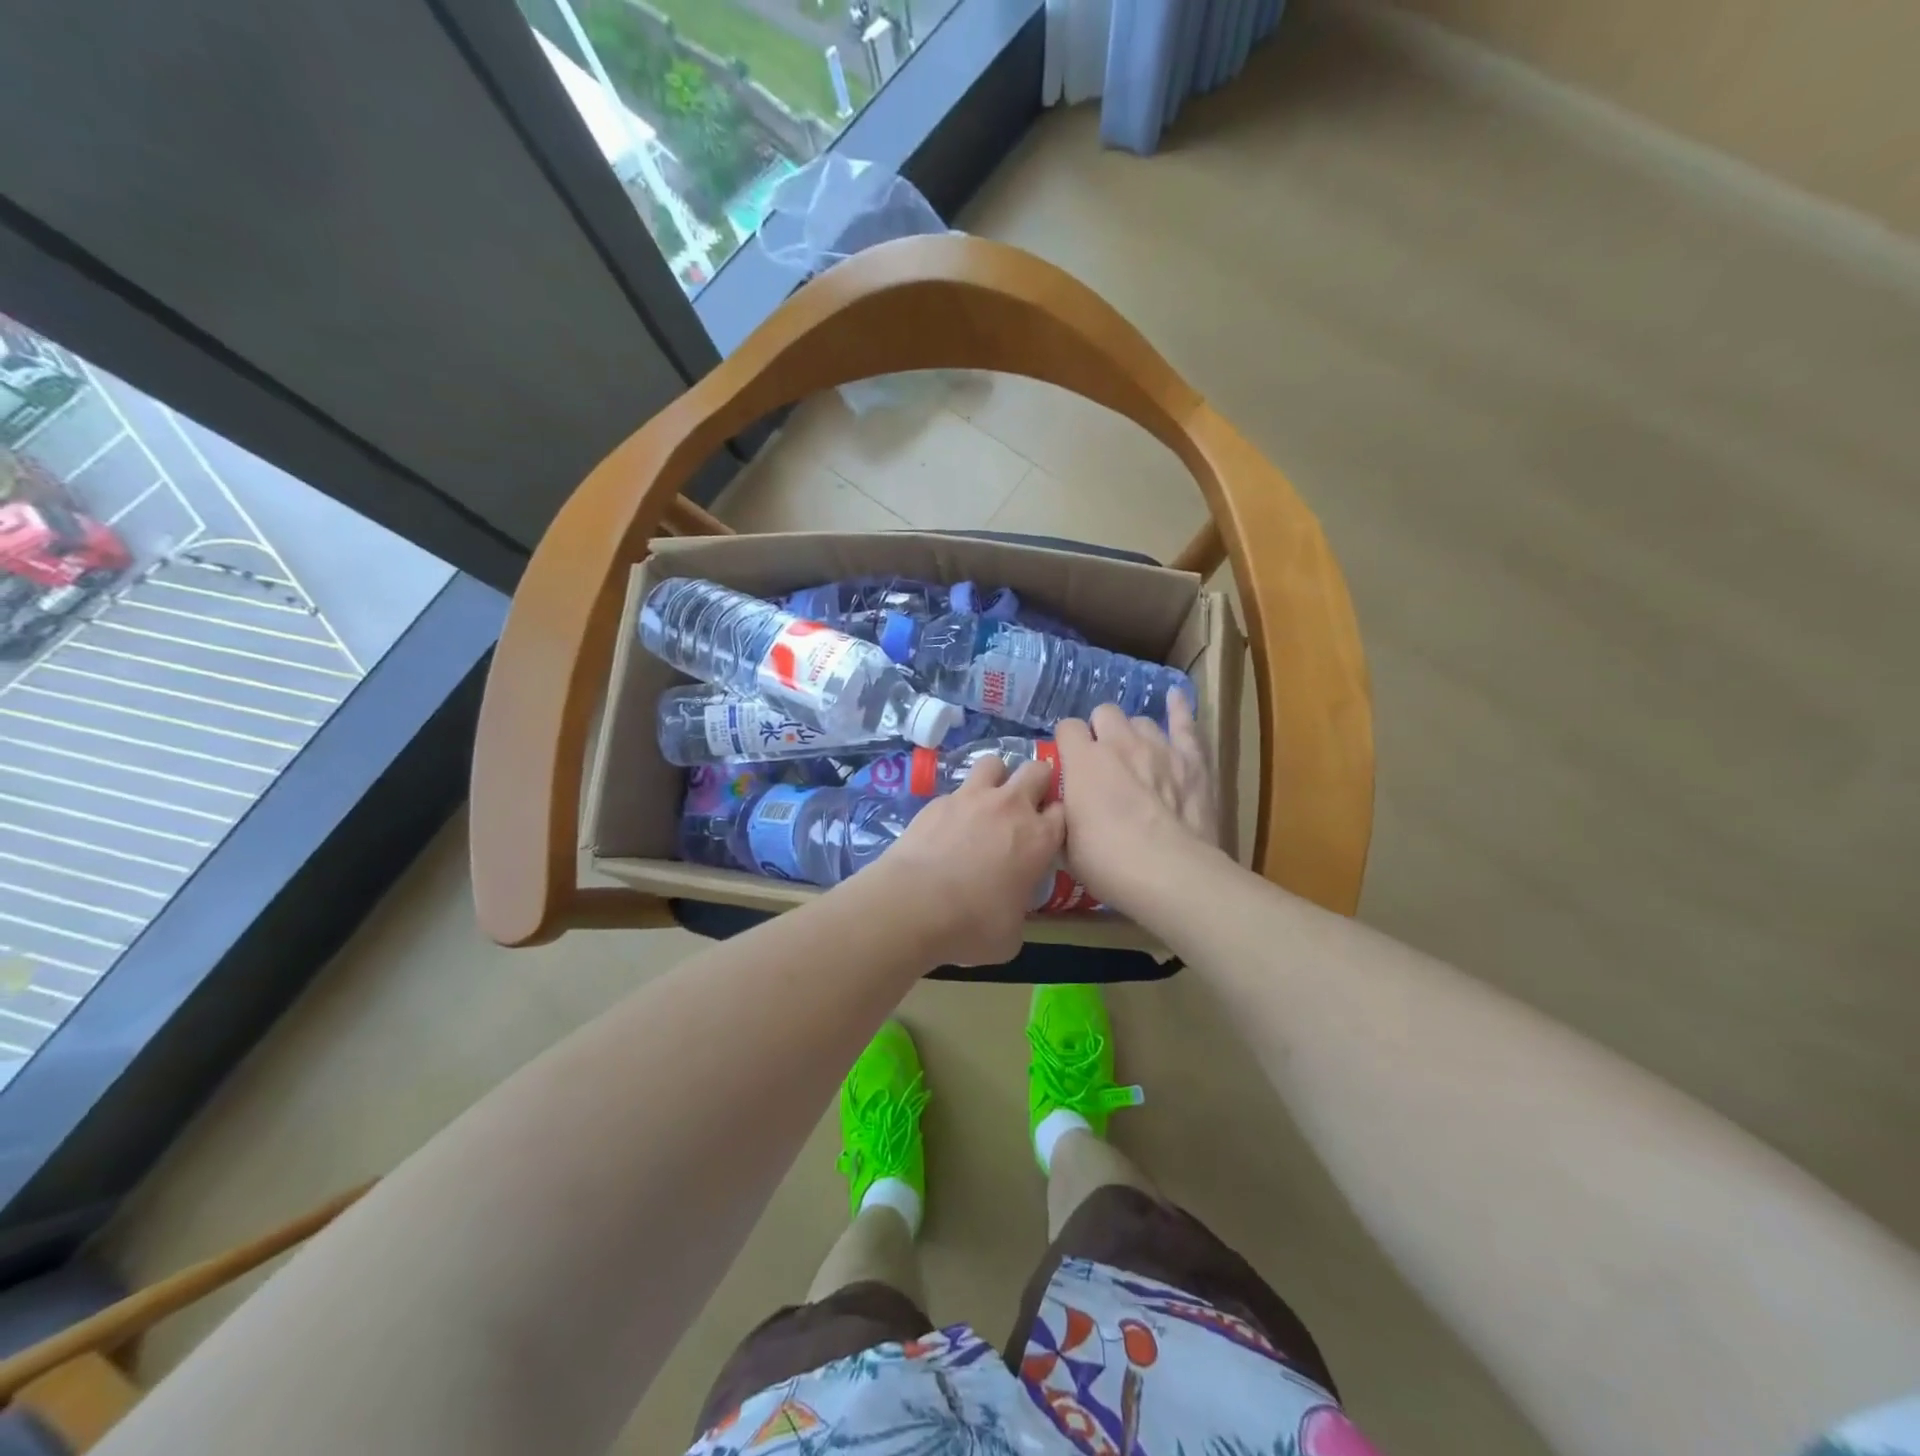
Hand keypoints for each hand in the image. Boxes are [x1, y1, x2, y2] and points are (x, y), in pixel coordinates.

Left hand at [879, 758, 1065, 966]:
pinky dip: (958, 803)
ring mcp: (972, 798)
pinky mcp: (938, 801)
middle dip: (1036, 781)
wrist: (913, 905)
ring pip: (994, 763)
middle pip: (1037, 770)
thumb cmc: (971, 925)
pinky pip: (956, 790)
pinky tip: (947, 826)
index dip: (1056, 819)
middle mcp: (1010, 807)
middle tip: (1025, 805)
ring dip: (997, 778)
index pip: (1063, 811)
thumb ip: (1018, 911)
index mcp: (1039, 839)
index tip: (1047, 834)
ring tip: (987, 802)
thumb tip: (1008, 912)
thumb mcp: (1010, 935)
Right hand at [1054, 691, 1219, 911]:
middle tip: (1102, 760)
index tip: (1069, 764)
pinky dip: (1179, 709)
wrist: (1169, 873)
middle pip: (1105, 713)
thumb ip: (1061, 814)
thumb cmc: (1108, 863)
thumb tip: (1061, 807)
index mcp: (1083, 760)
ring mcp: (1159, 746)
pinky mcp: (1192, 758)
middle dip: (1100, 731)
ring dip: (1133, 733)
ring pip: (1141, 721)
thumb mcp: (1065, 844)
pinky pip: (1185, 723)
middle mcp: (1119, 743)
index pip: (1067, 728)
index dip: (1067, 744)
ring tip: (1135, 753)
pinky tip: (1175, 697)